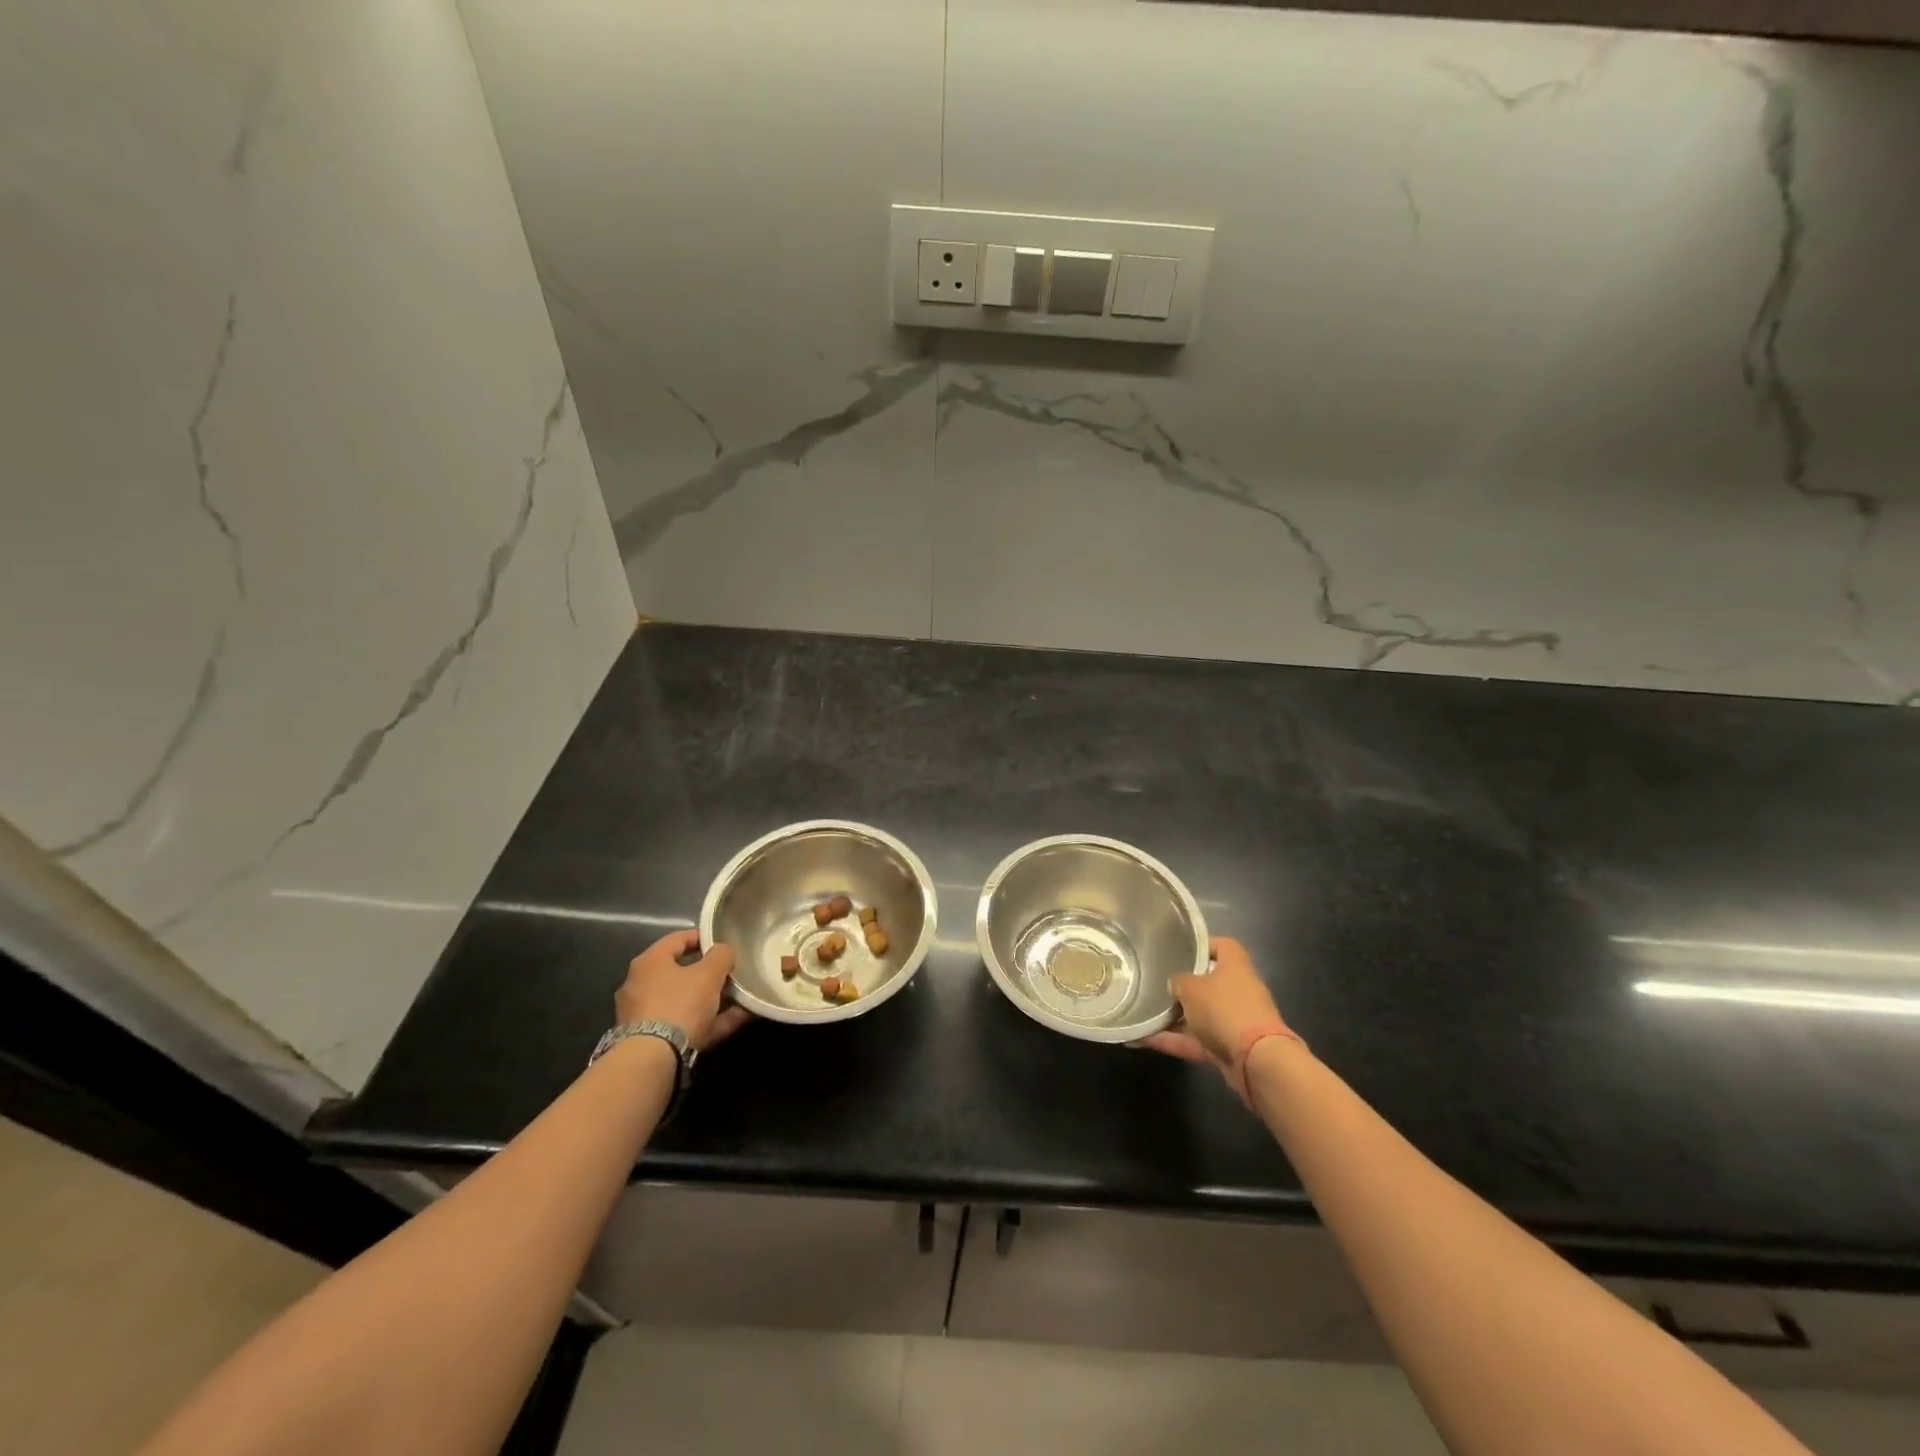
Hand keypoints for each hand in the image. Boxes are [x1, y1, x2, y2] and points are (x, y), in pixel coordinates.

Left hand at [614, 929, 750, 1049]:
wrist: (652, 1059)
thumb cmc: (679, 1004)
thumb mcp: (709, 974)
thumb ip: (721, 956)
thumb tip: (723, 951)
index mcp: (649, 962)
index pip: (678, 939)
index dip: (703, 937)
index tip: (725, 942)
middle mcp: (640, 985)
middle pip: (680, 972)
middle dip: (708, 974)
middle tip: (731, 973)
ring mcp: (643, 1014)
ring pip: (684, 1000)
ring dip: (711, 1000)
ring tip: (739, 999)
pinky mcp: (650, 1040)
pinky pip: (685, 1023)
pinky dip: (708, 1021)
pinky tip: (735, 1020)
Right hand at [1141, 937, 1293, 1103]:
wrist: (1257, 1061)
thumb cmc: (1225, 1010)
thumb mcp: (1192, 988)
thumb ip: (1178, 982)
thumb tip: (1175, 984)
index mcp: (1235, 966)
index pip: (1222, 946)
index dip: (1202, 945)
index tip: (1179, 950)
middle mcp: (1238, 991)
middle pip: (1209, 982)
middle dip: (1183, 986)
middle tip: (1156, 984)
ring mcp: (1234, 1021)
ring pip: (1200, 1015)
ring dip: (1174, 1017)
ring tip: (1143, 1014)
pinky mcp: (1228, 1048)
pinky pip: (1196, 1040)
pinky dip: (1173, 1041)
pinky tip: (1144, 1039)